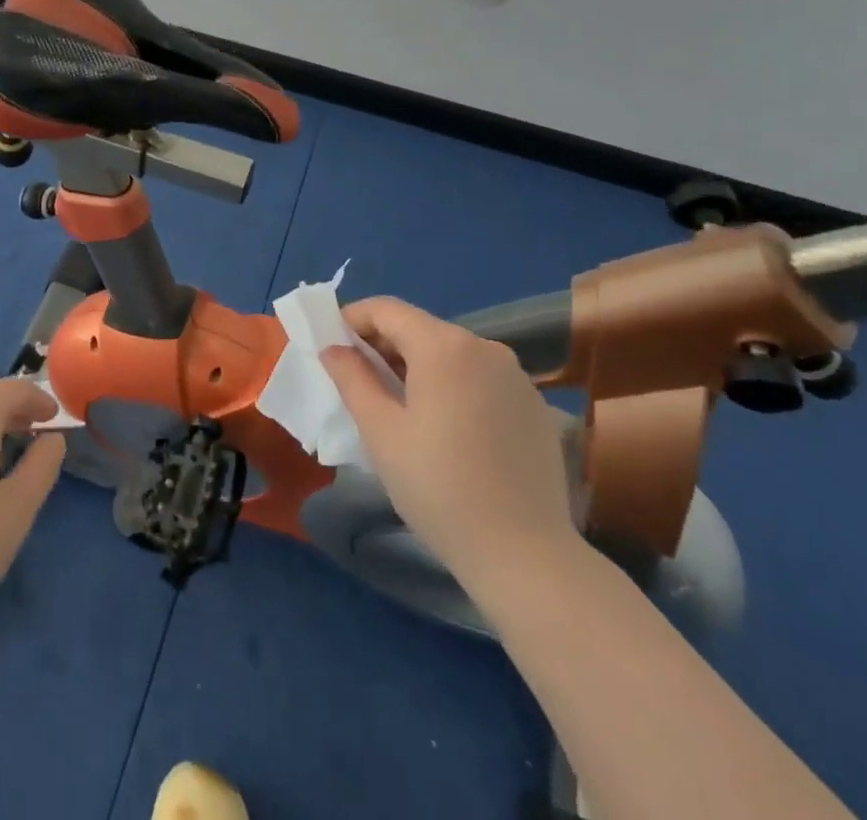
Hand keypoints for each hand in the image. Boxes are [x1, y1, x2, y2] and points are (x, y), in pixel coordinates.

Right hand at [321, 297, 581, 597]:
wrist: (526, 556)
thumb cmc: (439, 488)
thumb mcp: (380, 432)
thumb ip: (352, 378)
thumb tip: (334, 348)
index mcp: (444, 346)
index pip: (386, 310)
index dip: (352, 319)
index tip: (331, 344)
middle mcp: (485, 347)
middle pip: (420, 328)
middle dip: (383, 344)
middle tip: (357, 378)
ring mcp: (516, 376)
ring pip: (451, 353)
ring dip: (417, 366)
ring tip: (397, 404)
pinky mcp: (535, 406)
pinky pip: (480, 379)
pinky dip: (452, 386)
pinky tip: (445, 427)